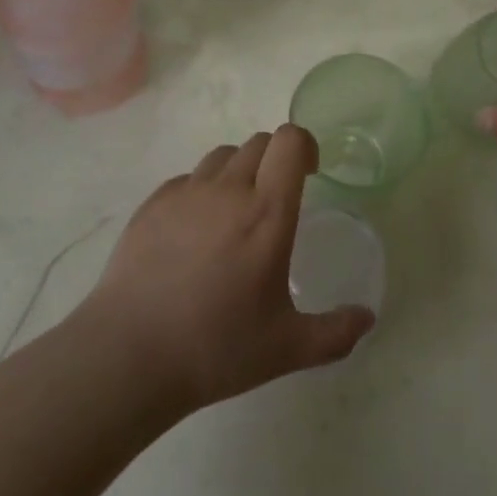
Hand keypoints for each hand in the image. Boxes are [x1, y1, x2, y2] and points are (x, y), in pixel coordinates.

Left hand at [76, 126, 374, 413]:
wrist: (129, 354)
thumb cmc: (216, 347)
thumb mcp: (287, 348)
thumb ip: (335, 332)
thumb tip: (367, 318)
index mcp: (267, 212)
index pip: (290, 141)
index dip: (304, 146)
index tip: (309, 173)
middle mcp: (228, 189)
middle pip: (260, 142)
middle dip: (275, 160)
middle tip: (275, 201)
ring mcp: (186, 192)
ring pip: (223, 156)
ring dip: (238, 171)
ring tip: (234, 214)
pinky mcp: (153, 203)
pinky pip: (188, 179)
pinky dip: (201, 191)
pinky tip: (194, 233)